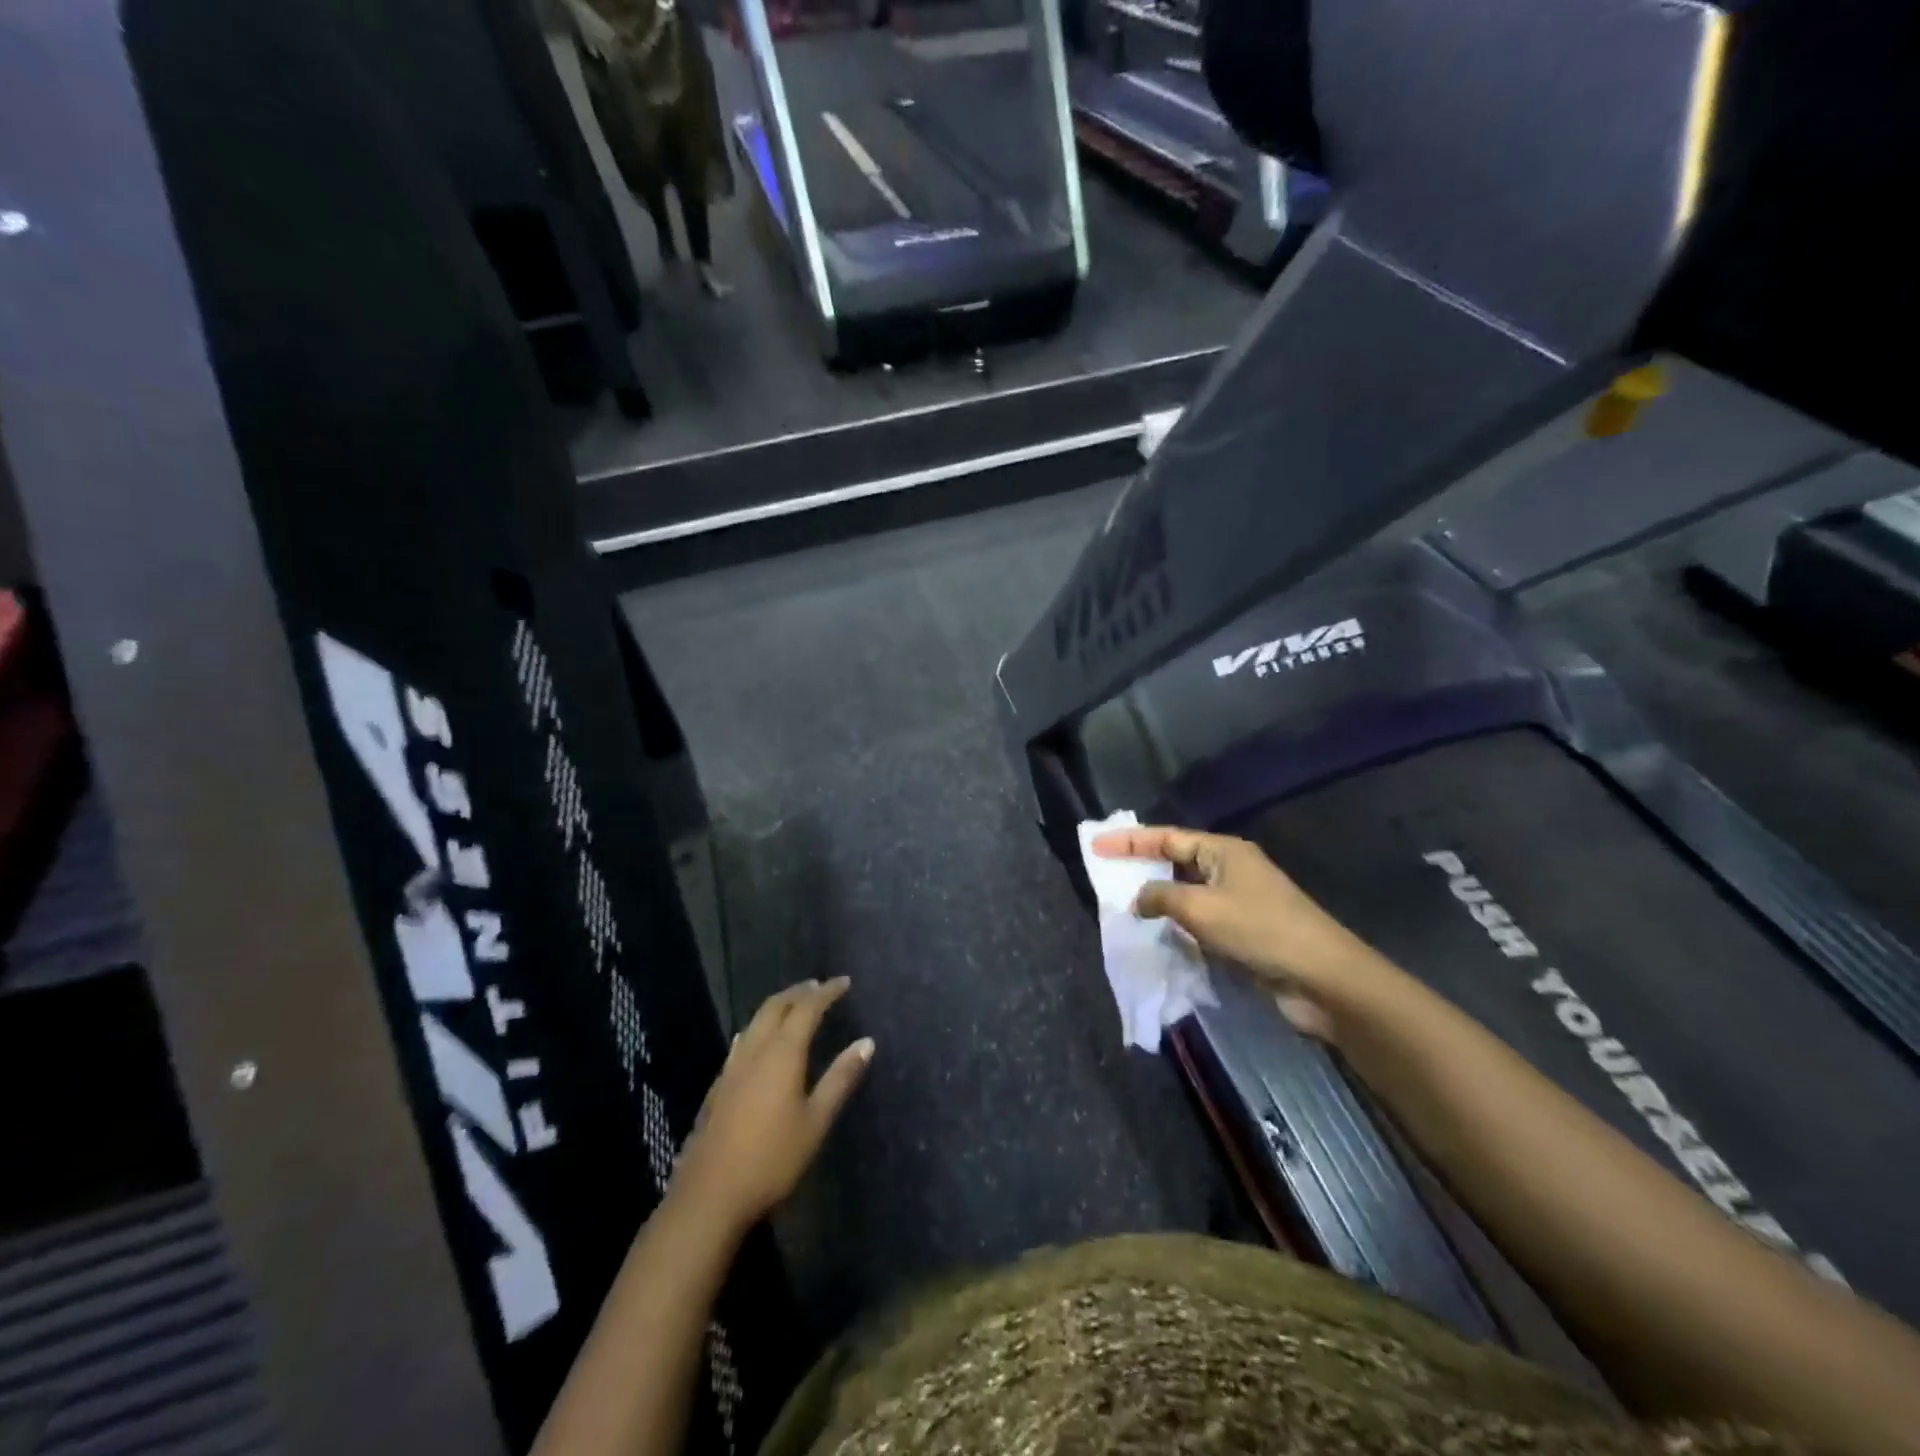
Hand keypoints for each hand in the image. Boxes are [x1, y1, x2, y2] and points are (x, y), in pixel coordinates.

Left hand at [673, 979, 872, 1232]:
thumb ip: (840, 1079)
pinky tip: (758, 1039)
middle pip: (776, 1006)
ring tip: (794, 1004)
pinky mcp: (719, 1086)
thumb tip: (867, 1042)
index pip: (806, 1008)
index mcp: (782, 1053)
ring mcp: (732, 1067)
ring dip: (778, 1006)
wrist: (710, 1195)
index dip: (826, 992)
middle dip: (799, 992)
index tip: (844, 982)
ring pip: (756, 1021)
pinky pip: (743, 1040)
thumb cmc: (772, 1159)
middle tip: (819, 986)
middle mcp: (755, 1050)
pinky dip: (759, 1027)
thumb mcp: (816, 1121)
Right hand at [1091, 826, 1394, 1040]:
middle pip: (1176, 861)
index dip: (1129, 840)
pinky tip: (1159, 935)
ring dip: (1159, 899)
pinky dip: (1178, 924)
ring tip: (1124, 906)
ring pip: (1188, 892)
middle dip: (1142, 867)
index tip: (1096, 845)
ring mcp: (1239, 901)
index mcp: (1223, 851)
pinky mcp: (1244, 931)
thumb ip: (1161, 897)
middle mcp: (1231, 869)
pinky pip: (1200, 919)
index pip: (1167, 837)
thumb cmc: (1260, 931)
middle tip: (1106, 874)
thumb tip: (1139, 899)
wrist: (1322, 979)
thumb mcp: (1201, 908)